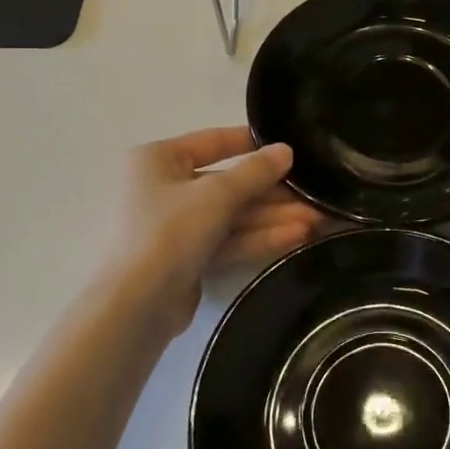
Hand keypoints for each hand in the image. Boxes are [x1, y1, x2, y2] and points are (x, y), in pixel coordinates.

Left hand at [110, 127, 323, 334]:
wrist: (134, 307)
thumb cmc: (168, 231)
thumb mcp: (217, 194)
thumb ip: (255, 171)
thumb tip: (286, 150)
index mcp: (158, 159)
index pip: (214, 141)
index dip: (254, 145)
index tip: (291, 149)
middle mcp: (163, 187)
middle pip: (227, 184)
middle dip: (271, 193)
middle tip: (313, 197)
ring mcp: (174, 226)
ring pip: (230, 215)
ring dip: (271, 217)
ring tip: (314, 220)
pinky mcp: (185, 258)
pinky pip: (226, 240)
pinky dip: (257, 238)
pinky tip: (295, 237)